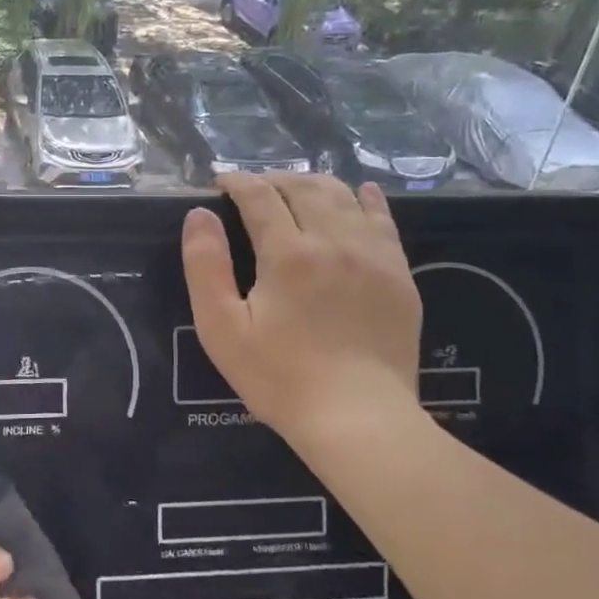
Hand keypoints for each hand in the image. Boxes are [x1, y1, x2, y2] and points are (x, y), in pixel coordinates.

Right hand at [181, 172, 421, 446]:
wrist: (358, 419)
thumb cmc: (279, 377)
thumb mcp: (221, 328)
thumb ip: (205, 266)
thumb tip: (199, 215)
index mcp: (288, 253)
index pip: (259, 195)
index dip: (236, 182)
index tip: (219, 184)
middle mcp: (334, 241)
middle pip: (304, 187)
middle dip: (273, 179)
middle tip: (253, 190)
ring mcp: (374, 256)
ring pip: (344, 196)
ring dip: (314, 185)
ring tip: (295, 192)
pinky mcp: (400, 275)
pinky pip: (384, 220)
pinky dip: (366, 199)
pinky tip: (360, 194)